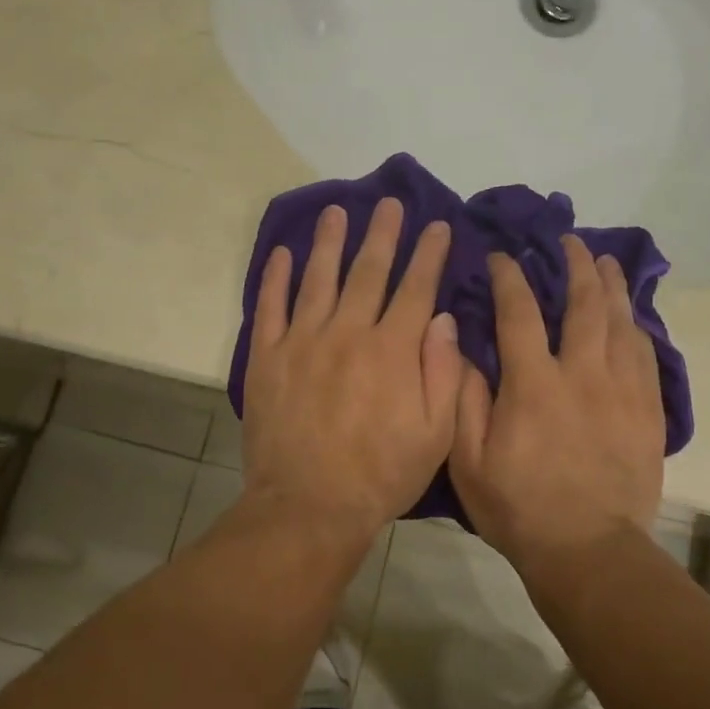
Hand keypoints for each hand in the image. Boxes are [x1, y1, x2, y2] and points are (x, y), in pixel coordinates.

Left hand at [242, 198, 460, 542]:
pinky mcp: (267, 357)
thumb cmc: (381, 475)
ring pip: (319, 278)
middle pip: (368, 271)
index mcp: (393, 350)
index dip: (428, 254)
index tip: (437, 226)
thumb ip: (442, 372)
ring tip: (336, 212)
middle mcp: (348, 332)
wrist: (309, 505)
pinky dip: (276, 277)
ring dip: (329, 242)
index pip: (415, 288)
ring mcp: (302, 341)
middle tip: (390, 203)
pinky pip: (270, 306)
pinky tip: (282, 253)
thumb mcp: (435, 434)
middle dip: (383, 234)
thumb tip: (441, 318)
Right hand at [450, 235, 664, 577]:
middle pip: (584, 305)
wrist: (588, 551)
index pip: (520, 313)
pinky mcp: (648, 413)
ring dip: (612, 287)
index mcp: (534, 384)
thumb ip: (464, 398)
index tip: (502, 256)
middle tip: (570, 242)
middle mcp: (582, 375)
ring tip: (606, 263)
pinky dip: (637, 329)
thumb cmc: (518, 508)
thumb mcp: (469, 460)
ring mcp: (622, 392)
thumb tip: (459, 344)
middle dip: (575, 267)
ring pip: (621, 324)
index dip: (510, 278)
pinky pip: (647, 357)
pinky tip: (633, 317)